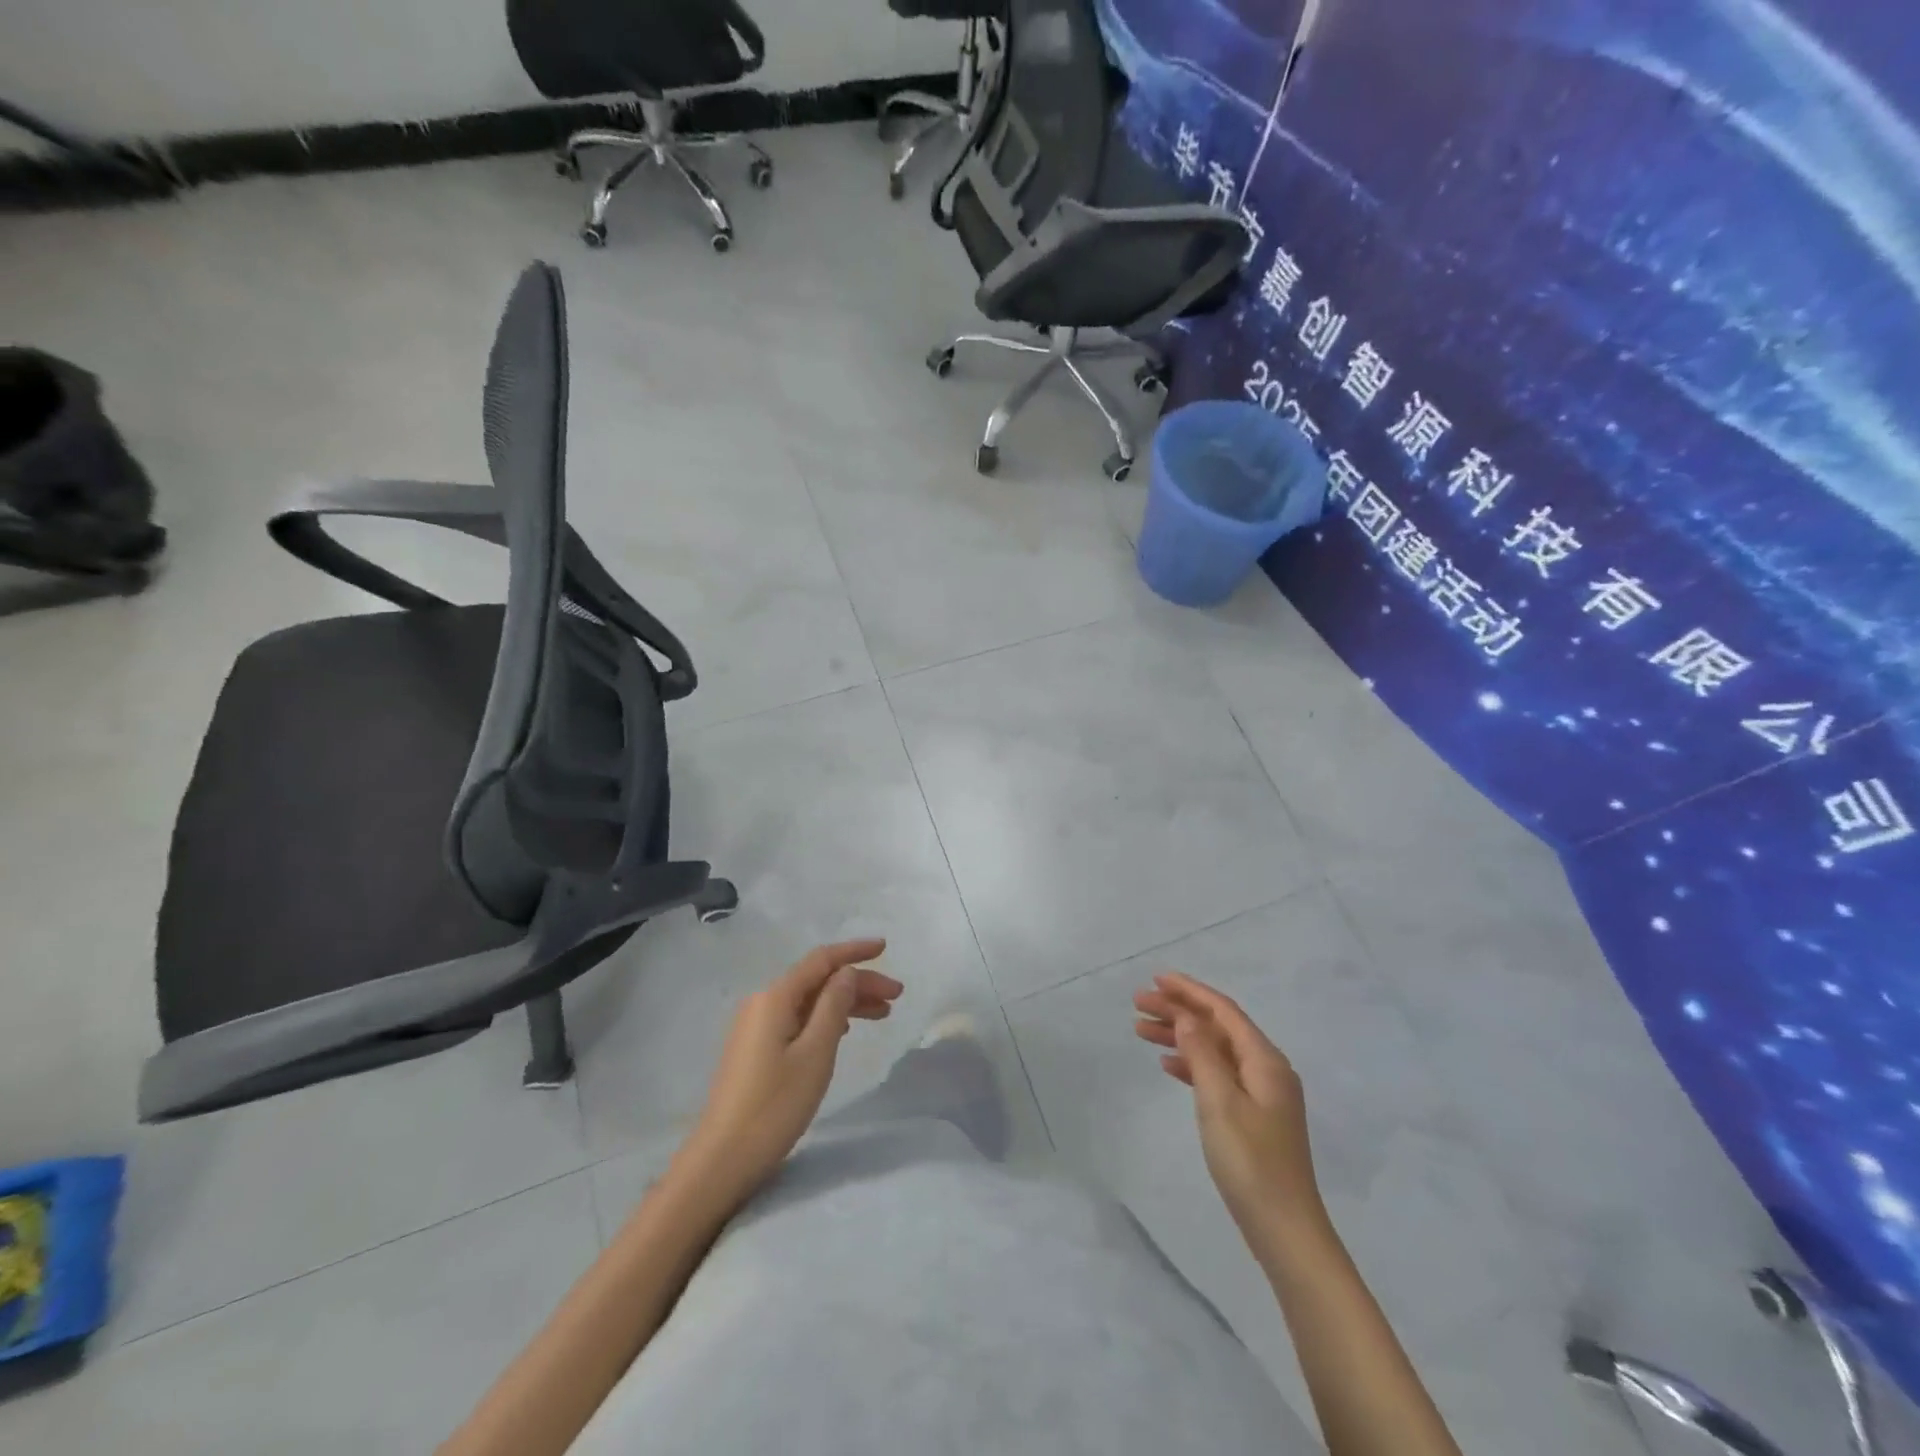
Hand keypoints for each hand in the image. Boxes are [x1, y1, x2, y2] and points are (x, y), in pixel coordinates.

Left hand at [677, 939, 901, 1206]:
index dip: (854, 951)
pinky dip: (827, 1019)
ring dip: (846, 1003)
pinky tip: (846, 1031)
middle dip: (858, 982)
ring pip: (810, 1001)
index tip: (886, 947)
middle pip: (818, 980)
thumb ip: (834, 1006)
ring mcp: (757, 1026)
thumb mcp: (815, 1053)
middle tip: (896, 996)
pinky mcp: (756, 1048)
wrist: (723, 1158)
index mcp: (775, 997)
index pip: (821, 960)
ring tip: (883, 1015)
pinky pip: (799, 1019)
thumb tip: (846, 972)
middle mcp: (763, 1002)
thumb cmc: (774, 1105)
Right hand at [1133, 972, 1324, 1242]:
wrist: (1285, 1229)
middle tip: (1138, 1004)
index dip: (1189, 991)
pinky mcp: (1252, 1117)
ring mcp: (1260, 1094)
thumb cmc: (1251, 1162)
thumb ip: (1201, 1054)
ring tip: (1140, 1030)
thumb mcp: (1220, 1102)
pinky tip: (1167, 1065)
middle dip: (1178, 1011)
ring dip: (1180, 1037)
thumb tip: (1186, 1017)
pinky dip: (1191, 1064)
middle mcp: (1266, 1069)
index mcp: (1265, 1060)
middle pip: (1217, 1027)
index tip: (1156, 979)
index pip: (1223, 1011)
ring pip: (1214, 1050)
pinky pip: (1217, 1074)